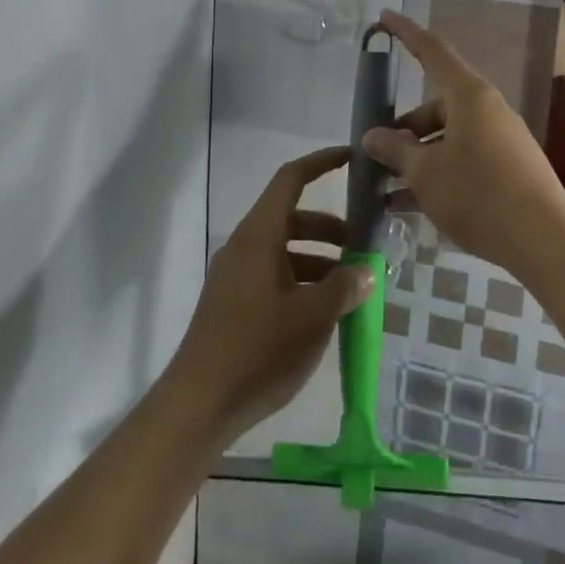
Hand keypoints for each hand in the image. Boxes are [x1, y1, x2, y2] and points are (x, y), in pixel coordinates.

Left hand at [167, 147, 370, 441]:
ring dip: (319, 260)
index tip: (352, 158)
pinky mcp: (234, 303)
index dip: (322, 162)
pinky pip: (274, 275)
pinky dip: (302, 282)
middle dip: (330, 228)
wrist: (199, 405)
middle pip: (292, 217)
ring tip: (351, 288)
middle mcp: (244, 246)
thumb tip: (365, 272)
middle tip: (363, 248)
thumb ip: (344, 288)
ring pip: (285, 250)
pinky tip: (324, 313)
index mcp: (259, 236)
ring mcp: (236, 276)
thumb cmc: (258, 351)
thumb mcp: (312, 318)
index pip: (291, 179)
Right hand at [362, 10, 564, 273]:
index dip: (406, 32)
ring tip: (385, 187)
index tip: (384, 18)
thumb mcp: (425, 173)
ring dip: (417, 158)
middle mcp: (486, 110)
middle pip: (435, 105)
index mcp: (468, 96)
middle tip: (376, 154)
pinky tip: (409, 206)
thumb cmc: (479, 195)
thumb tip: (372, 136)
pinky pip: (462, 160)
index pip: (432, 51)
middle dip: (403, 128)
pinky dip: (437, 174)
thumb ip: (395, 150)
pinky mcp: (508, 168)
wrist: (545, 242)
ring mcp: (500, 140)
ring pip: (447, 137)